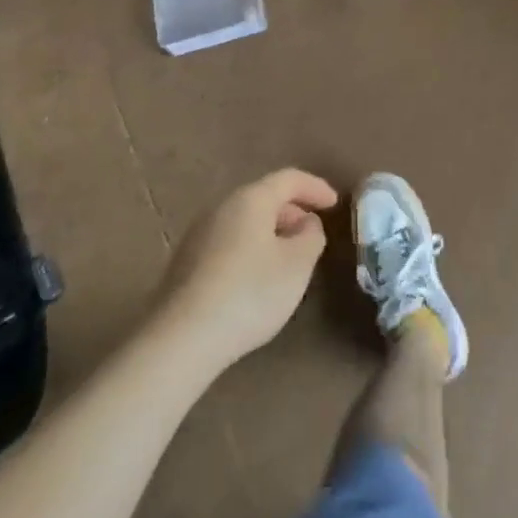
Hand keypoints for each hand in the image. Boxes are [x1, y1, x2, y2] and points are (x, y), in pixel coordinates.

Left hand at [156, 169, 338, 370]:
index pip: (289, 179)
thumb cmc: (249, 293)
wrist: (182, 338)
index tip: (335, 203)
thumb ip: (311, 236)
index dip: (315, 187)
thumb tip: (306, 223)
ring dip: (271, 231)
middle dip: (292, 210)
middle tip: (312, 232)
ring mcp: (199, 234)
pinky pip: (229, 242)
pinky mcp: (186, 262)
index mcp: (250, 199)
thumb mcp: (297, 265)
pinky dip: (251, 248)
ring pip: (245, 221)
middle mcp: (221, 207)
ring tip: (289, 257)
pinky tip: (257, 278)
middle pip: (263, 197)